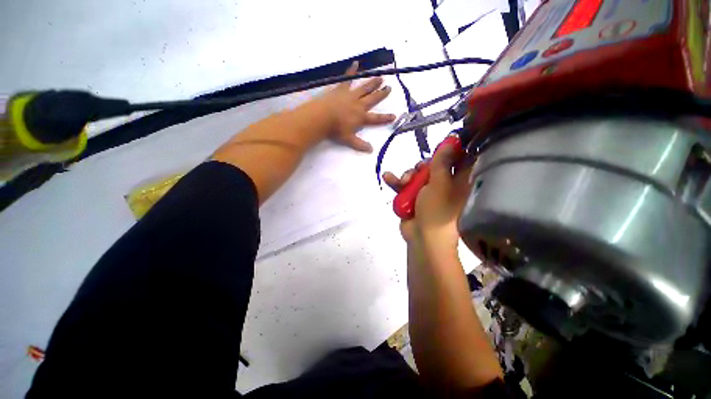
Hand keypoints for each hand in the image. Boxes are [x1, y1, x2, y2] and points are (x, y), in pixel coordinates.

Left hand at [316, 61, 396, 152]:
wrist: (322, 117)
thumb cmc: (335, 130)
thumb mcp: (348, 140)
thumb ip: (360, 144)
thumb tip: (371, 150)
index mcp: (361, 117)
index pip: (376, 118)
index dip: (385, 118)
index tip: (394, 116)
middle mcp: (358, 104)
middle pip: (372, 99)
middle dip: (381, 94)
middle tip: (389, 88)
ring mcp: (350, 95)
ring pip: (364, 88)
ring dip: (372, 83)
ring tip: (380, 77)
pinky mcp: (340, 89)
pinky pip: (347, 78)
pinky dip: (351, 71)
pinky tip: (356, 63)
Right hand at [383, 143, 471, 252]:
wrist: (422, 238)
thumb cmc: (437, 210)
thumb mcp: (440, 183)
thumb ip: (442, 162)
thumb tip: (451, 140)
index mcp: (459, 182)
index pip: (459, 159)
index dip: (452, 149)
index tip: (443, 142)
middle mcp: (444, 185)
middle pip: (433, 166)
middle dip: (422, 166)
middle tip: (419, 170)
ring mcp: (427, 192)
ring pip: (416, 175)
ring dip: (407, 176)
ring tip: (403, 182)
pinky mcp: (413, 198)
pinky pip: (404, 186)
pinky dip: (396, 182)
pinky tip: (387, 176)